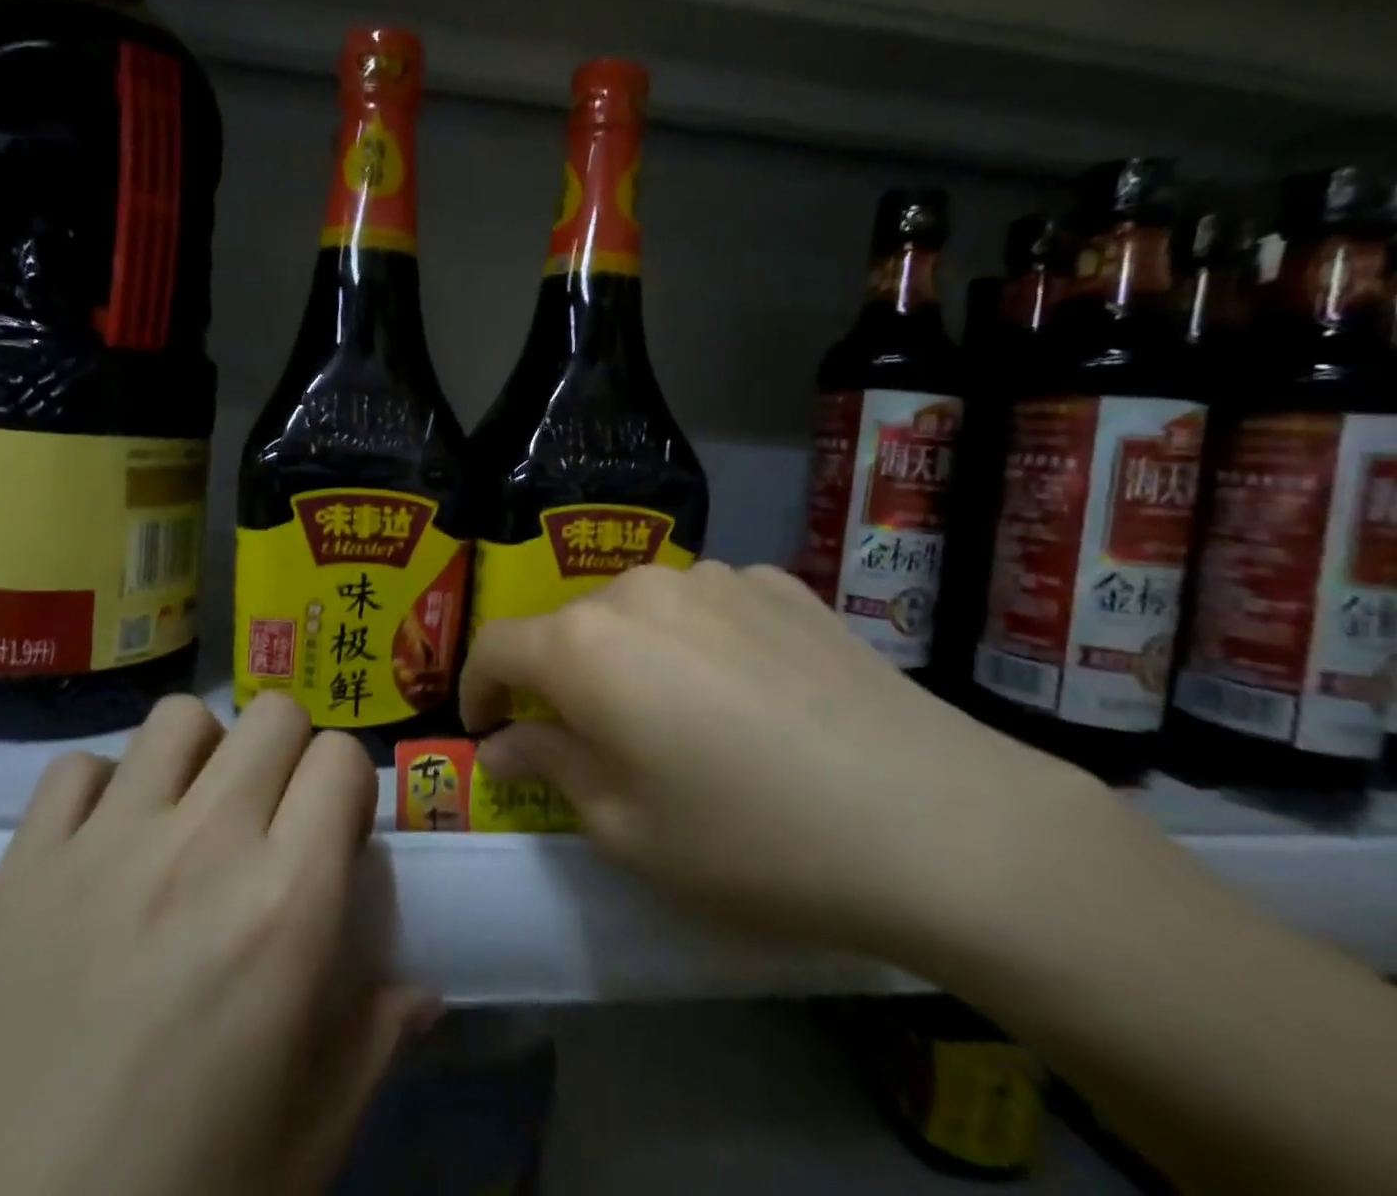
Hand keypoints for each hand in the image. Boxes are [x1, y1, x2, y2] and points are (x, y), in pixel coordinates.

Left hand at [0, 693, 433, 1195]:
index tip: (335, 833)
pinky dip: (102, 789)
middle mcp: (203, 845)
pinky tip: (103, 847)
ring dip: (203, 753)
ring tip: (191, 817)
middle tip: (272, 819)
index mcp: (284, 904)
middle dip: (289, 753)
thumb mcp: (306, 1141)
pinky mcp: (22, 865)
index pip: (342, 757)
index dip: (348, 786)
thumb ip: (375, 1040)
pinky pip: (77, 768)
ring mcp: (105, 844)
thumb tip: (422, 988)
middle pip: (273, 714)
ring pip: (180, 719)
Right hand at [461, 561, 1111, 963]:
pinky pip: (710, 607)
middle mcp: (639, 589)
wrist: (936, 820)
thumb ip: (548, 768)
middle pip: (571, 627)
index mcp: (585, 644)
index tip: (487, 727)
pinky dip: (700, 643)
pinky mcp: (779, 582)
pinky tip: (748, 693)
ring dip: (634, 657)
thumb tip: (502, 743)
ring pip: (641, 612)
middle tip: (594, 741)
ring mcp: (716, 576)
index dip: (479, 688)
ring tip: (680, 718)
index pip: (497, 647)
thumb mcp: (626, 828)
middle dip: (563, 680)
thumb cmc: (750, 839)